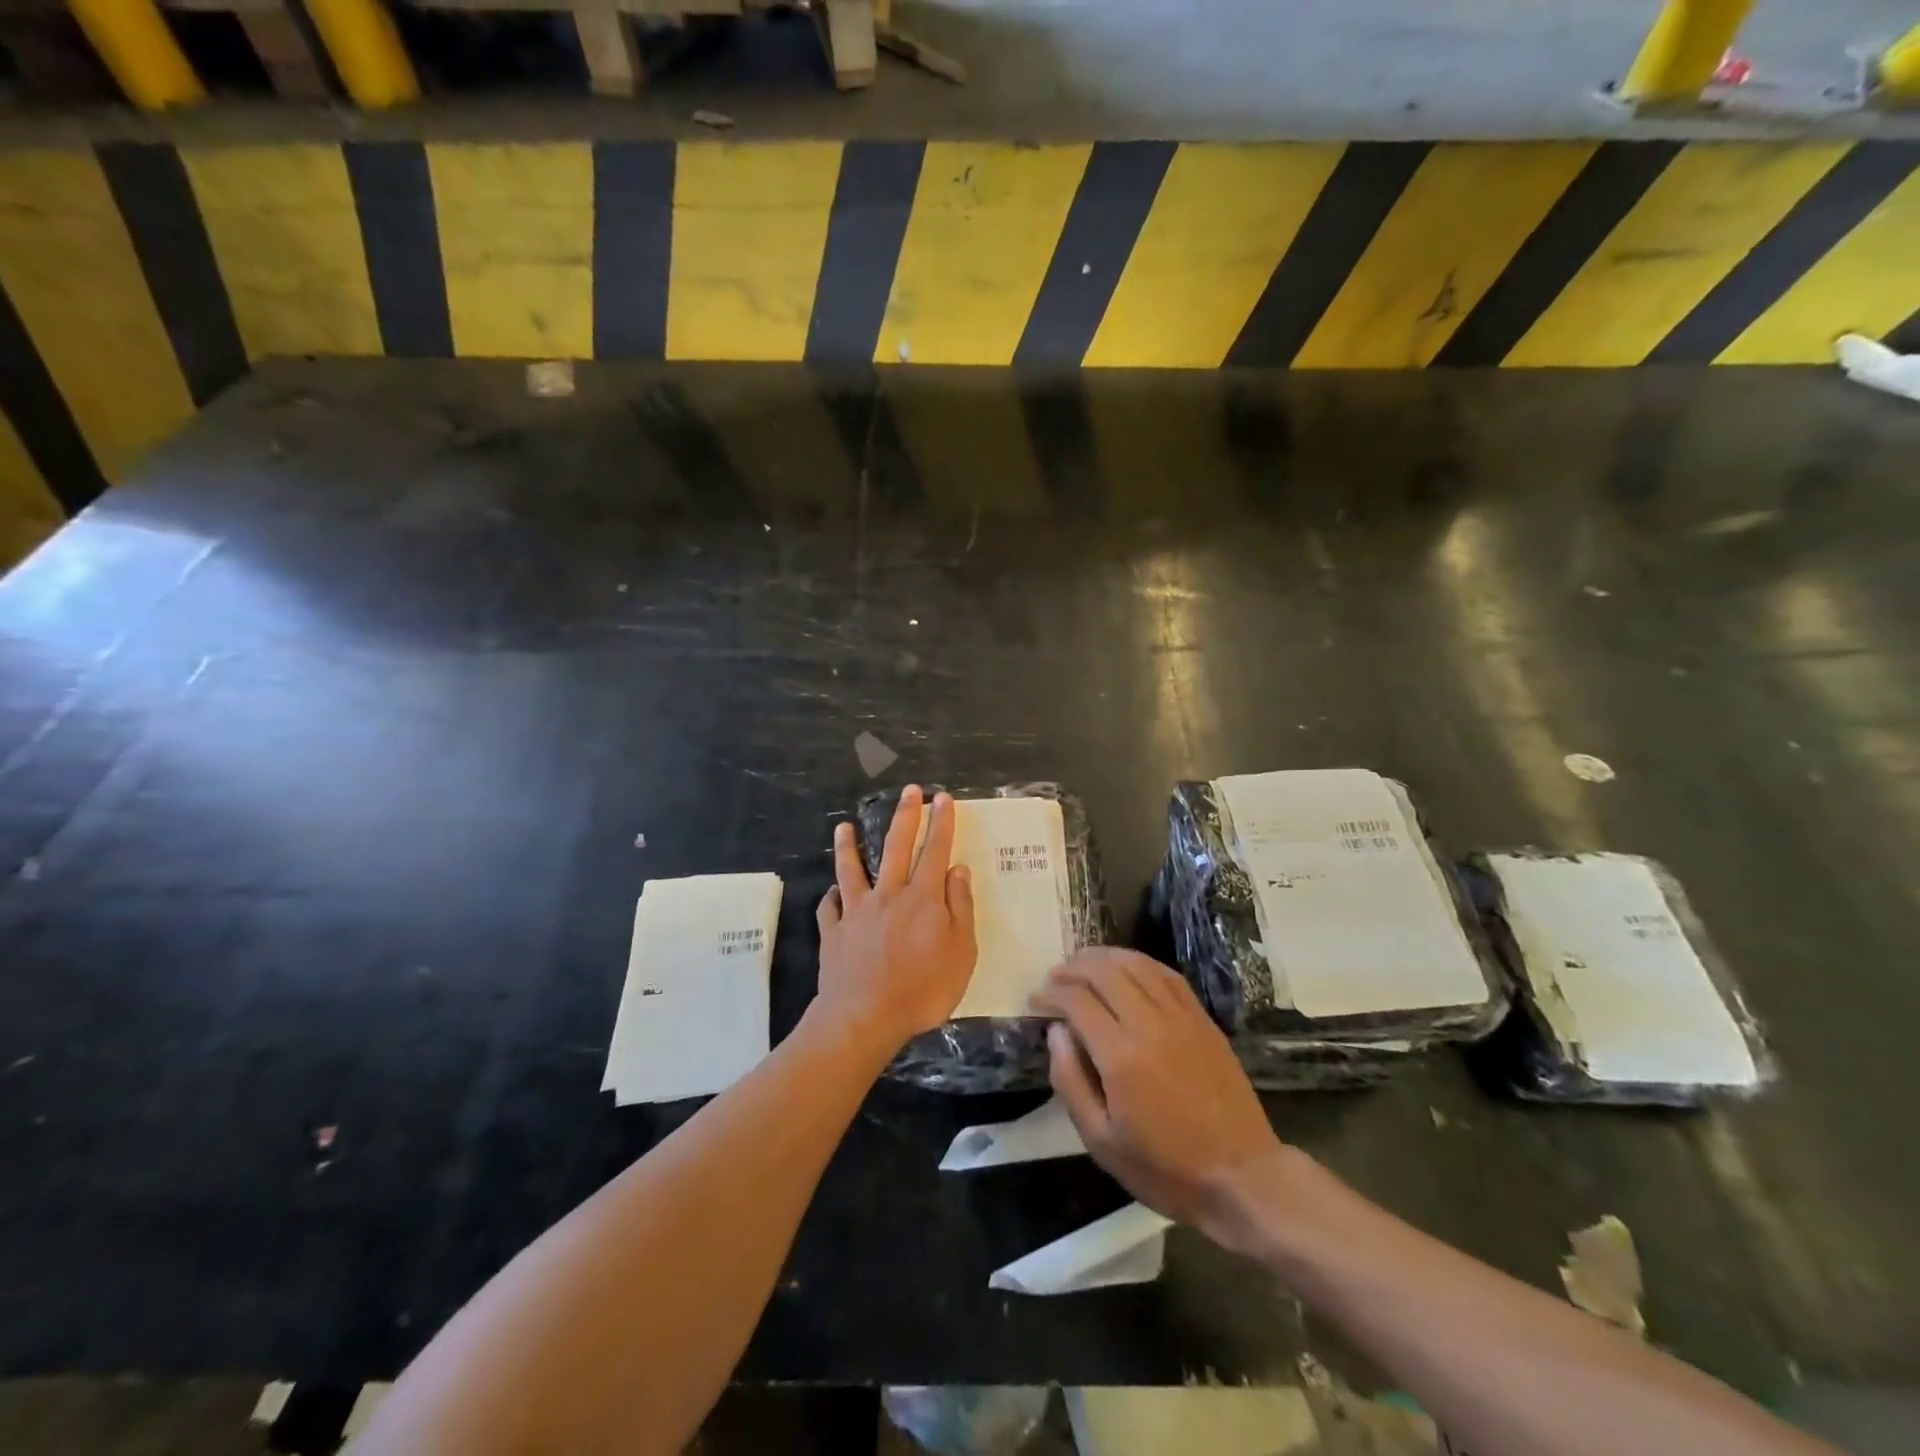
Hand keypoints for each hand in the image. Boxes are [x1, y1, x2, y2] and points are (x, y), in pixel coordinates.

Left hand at [814, 785, 977, 1053]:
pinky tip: (830, 893)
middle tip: (909, 790)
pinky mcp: (834, 932)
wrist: (864, 1017)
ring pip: (851, 870)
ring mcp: (857, 912)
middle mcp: (888, 895)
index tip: (943, 798)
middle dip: (905, 816)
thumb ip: (960, 908)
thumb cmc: (922, 990)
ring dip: (848, 846)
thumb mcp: (960, 953)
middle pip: (896, 847)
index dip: (941, 823)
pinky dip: (830, 898)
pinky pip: (830, 908)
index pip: (935, 851)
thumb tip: (958, 869)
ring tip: (843, 826)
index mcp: (922, 899)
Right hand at [1031, 948, 1295, 1249]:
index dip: (1050, 994)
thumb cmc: (1165, 1168)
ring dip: (1104, 958)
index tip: (1035, 1001)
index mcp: (1121, 1055)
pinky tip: (1127, 969)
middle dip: (1072, 968)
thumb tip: (1057, 1032)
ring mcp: (1181, 1017)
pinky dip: (1140, 963)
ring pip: (1136, 964)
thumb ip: (1070, 1081)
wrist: (1242, 1177)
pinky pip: (1167, 975)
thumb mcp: (1101, 1141)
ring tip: (1083, 965)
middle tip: (1054, 979)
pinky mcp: (1203, 1019)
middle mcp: (1150, 1023)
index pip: (1076, 1000)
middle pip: (1104, 971)